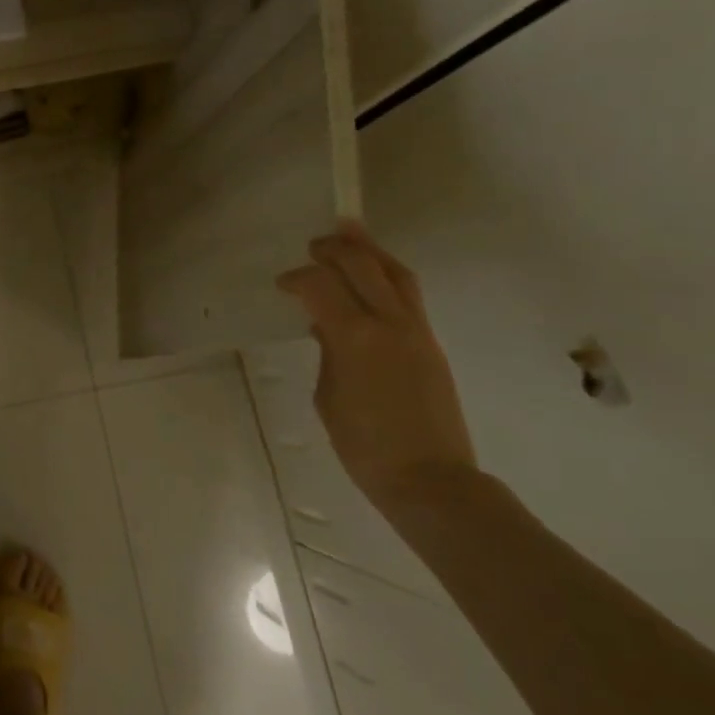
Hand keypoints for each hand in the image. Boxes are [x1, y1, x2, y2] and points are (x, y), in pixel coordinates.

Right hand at [277, 222, 475, 509]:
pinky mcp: (431, 344)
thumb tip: (328, 329)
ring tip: (351, 234)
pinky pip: (408, 295)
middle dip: (336, 249)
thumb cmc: (364, 446)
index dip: (298, 278)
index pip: (321, 285)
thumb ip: (328, 353)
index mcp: (355, 337)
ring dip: (370, 251)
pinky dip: (386, 276)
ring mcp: (416, 332)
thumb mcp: (328, 396)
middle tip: (315, 244)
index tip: (283, 285)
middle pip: (363, 265)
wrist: (431, 480)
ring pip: (396, 273)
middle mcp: (389, 323)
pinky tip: (371, 280)